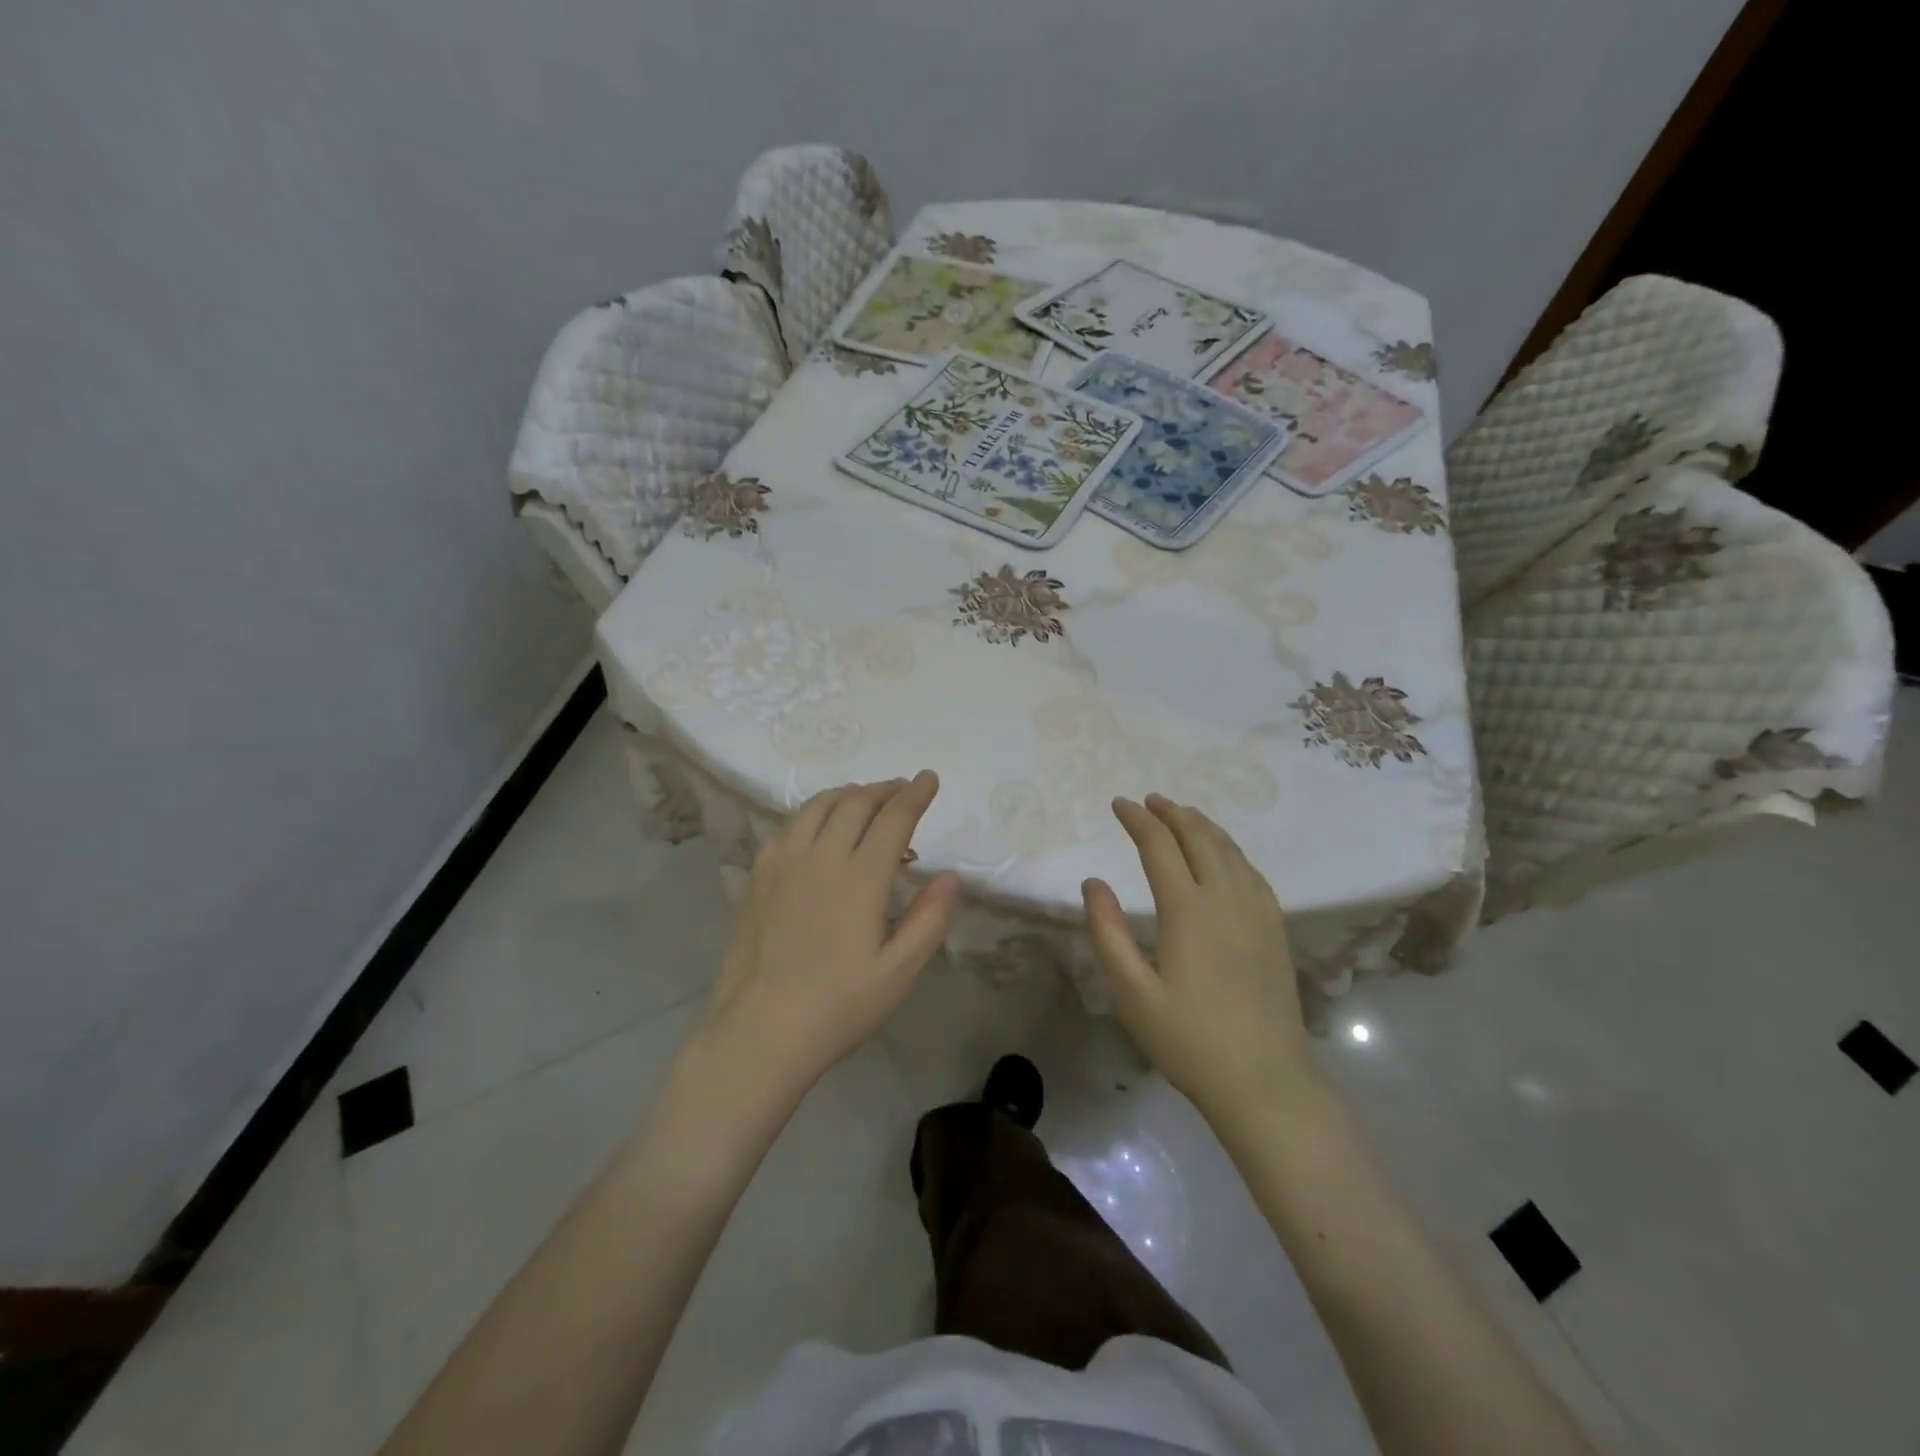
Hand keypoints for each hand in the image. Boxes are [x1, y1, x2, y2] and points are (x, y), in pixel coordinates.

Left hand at [696, 773, 959, 1100]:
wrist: (759, 1032)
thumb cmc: (838, 1007)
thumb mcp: (899, 973)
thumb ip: (929, 919)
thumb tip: (950, 875)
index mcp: (860, 878)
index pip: (893, 818)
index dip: (915, 794)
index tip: (929, 778)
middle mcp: (820, 857)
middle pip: (855, 803)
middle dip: (884, 789)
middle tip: (902, 789)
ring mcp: (782, 864)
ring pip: (817, 807)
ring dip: (847, 794)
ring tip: (864, 797)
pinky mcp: (756, 877)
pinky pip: (787, 827)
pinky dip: (811, 813)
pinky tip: (816, 827)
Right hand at [1081, 794, 1316, 1124]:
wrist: (1265, 1082)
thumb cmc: (1189, 1041)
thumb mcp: (1132, 993)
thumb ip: (1107, 933)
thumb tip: (1093, 883)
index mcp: (1188, 910)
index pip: (1159, 846)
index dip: (1137, 821)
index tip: (1118, 804)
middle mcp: (1226, 899)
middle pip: (1199, 838)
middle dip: (1171, 813)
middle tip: (1149, 800)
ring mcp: (1257, 912)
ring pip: (1230, 850)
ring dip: (1202, 825)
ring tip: (1182, 814)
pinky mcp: (1276, 929)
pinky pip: (1252, 871)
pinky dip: (1231, 850)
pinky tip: (1224, 855)